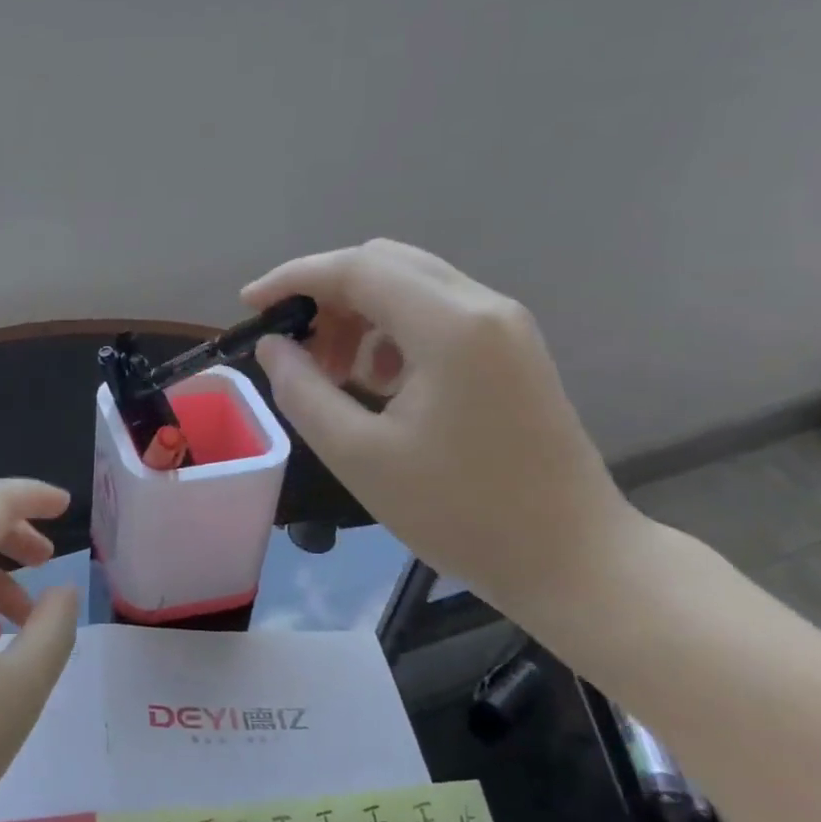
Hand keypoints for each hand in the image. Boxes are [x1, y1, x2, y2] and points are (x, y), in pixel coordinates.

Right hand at [243, 240, 641, 614]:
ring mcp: (504, 325)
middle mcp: (482, 306)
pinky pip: (436, 312)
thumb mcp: (359, 455)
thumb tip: (273, 345)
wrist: (571, 558)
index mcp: (450, 326)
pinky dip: (390, 330)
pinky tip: (378, 381)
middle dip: (325, 294)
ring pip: (410, 285)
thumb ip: (302, 390)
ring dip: (357, 313)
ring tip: (331, 372)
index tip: (248, 305)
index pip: (356, 268)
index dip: (293, 278)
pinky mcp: (511, 348)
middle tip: (293, 346)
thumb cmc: (459, 512)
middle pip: (384, 263)